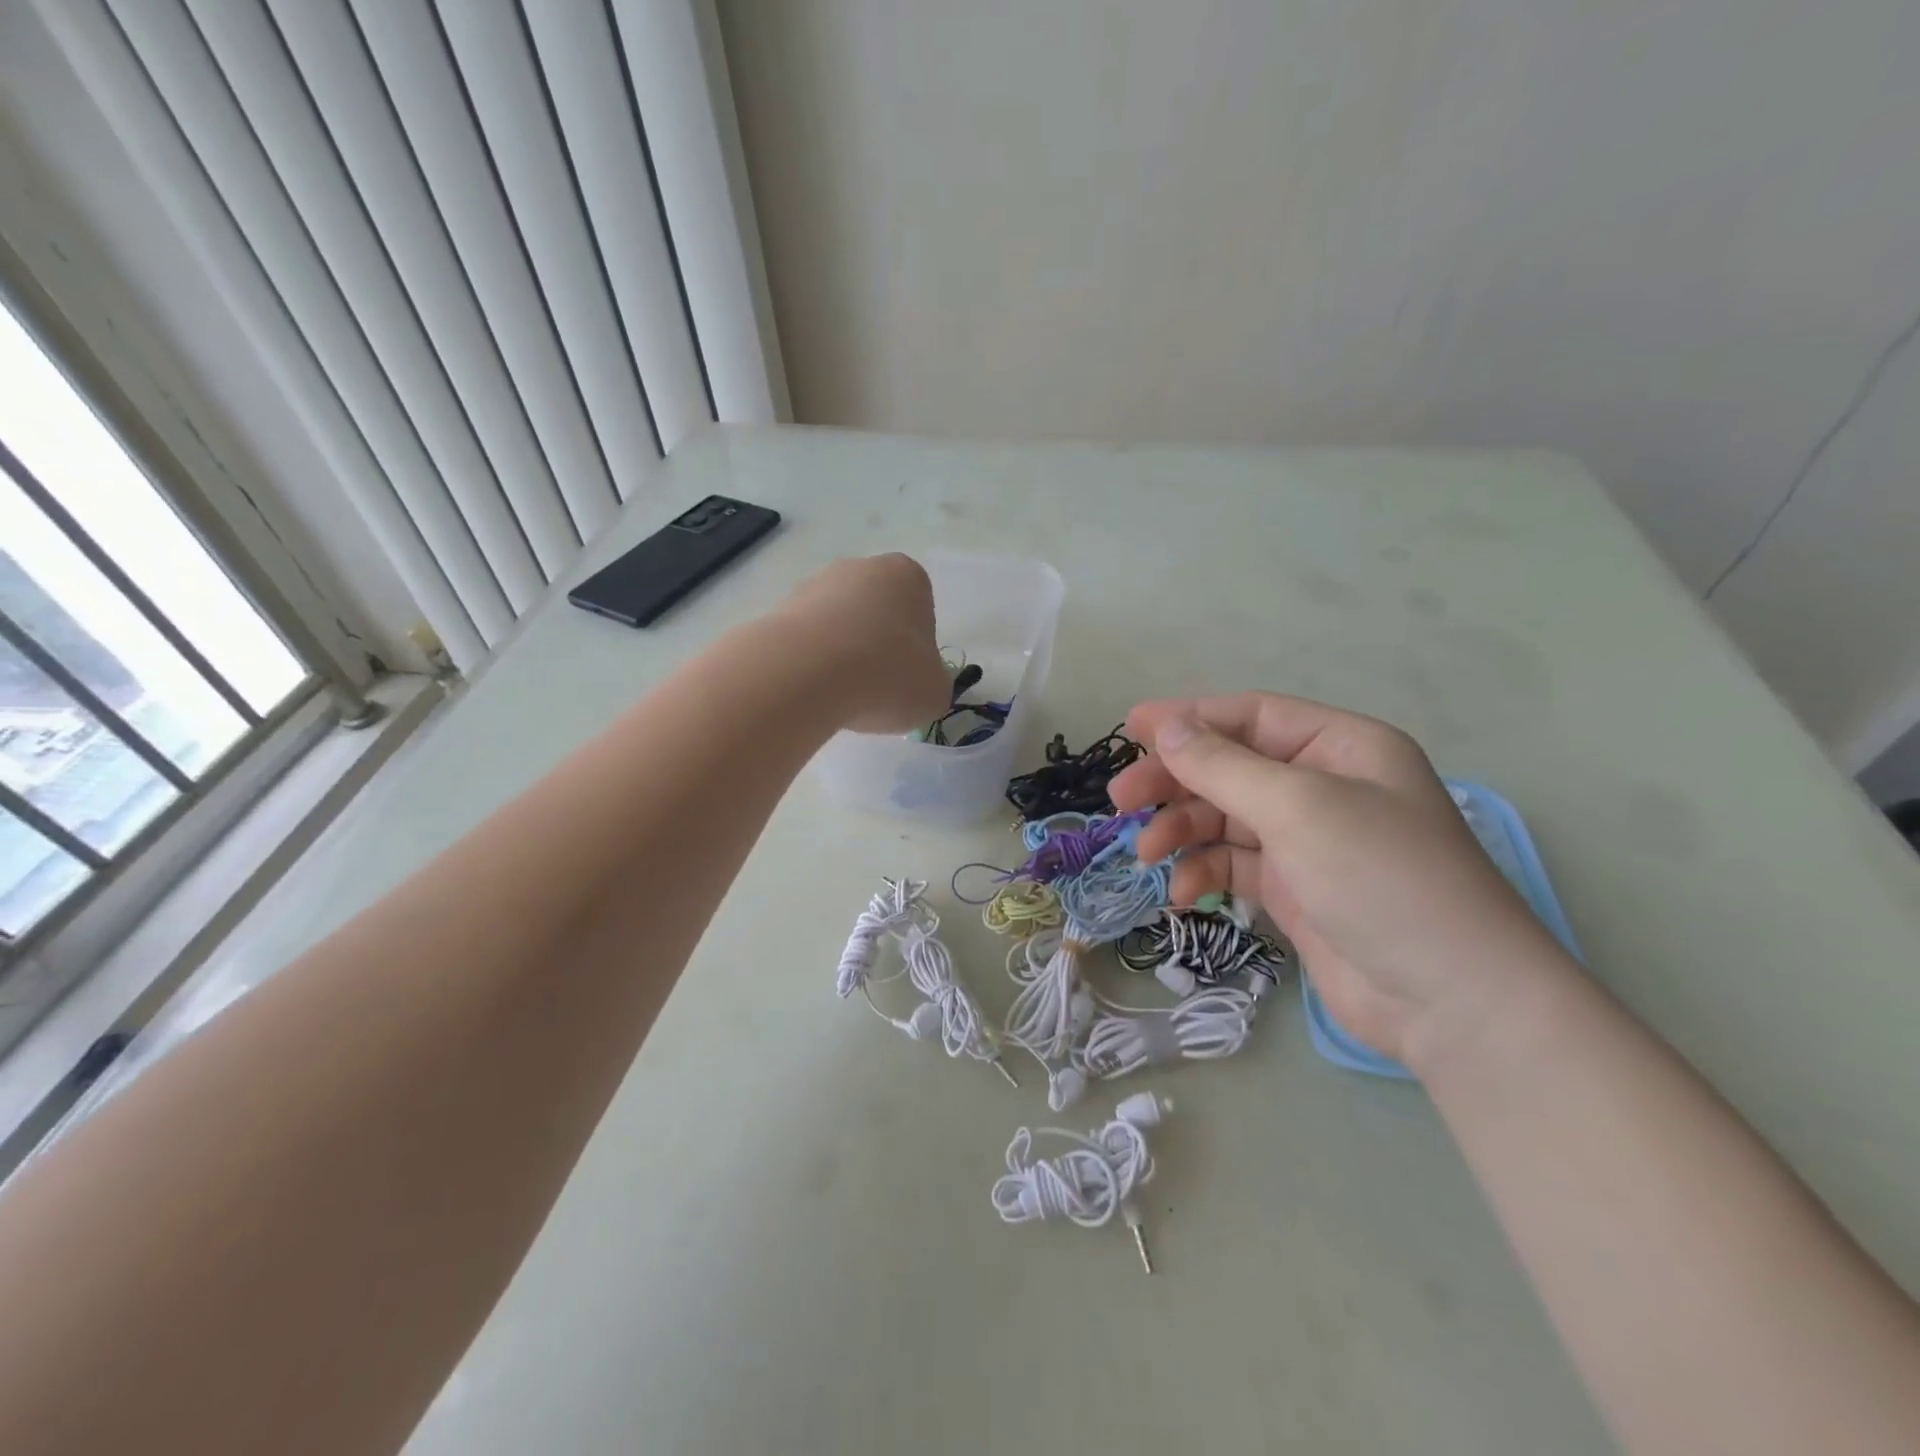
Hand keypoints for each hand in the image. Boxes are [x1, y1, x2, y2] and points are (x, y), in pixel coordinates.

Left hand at [778, 554, 951, 733]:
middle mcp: (859, 568)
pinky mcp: (777, 611)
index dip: (916, 650)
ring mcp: (813, 585)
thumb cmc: (888, 674)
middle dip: (876, 648)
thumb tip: (915, 685)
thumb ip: (932, 682)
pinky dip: (810, 666)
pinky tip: (813, 691)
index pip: (921, 611)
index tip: (907, 678)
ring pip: (837, 627)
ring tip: (841, 696)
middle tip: (876, 690)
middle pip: (876, 614)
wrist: (807, 674)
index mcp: (907, 575)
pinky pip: (805, 643)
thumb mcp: (935, 691)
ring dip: (841, 656)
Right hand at [1108, 693, 1577, 1068]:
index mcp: (1339, 747)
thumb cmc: (1381, 879)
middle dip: (1174, 782)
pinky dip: (1202, 873)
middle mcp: (1323, 786)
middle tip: (1121, 801)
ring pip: (1223, 818)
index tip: (1129, 728)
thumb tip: (1164, 725)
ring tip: (1146, 855)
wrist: (1451, 1002)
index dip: (1187, 718)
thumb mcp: (1298, 808)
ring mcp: (1307, 841)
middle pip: (1229, 768)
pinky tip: (1181, 895)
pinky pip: (1232, 865)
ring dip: (1181, 832)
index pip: (1250, 716)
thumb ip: (1222, 765)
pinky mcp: (1293, 889)